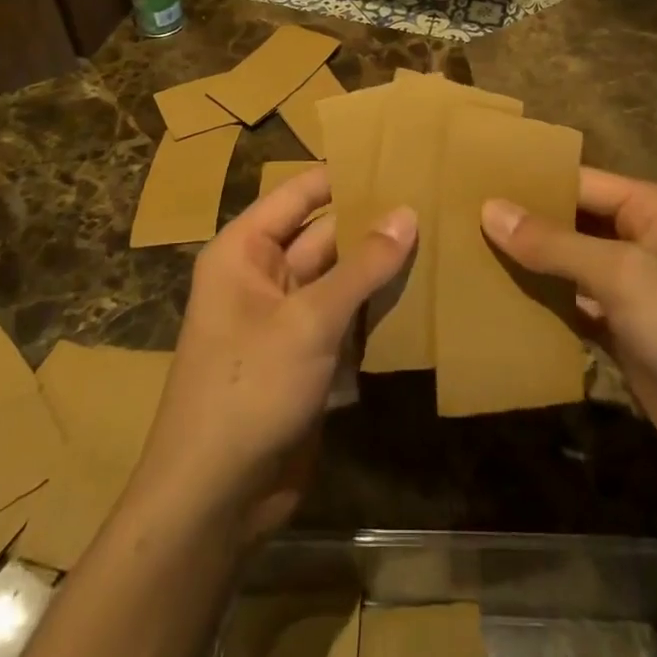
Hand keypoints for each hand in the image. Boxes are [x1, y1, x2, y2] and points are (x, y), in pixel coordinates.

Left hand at [132, 165, 414, 542]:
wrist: (216, 498)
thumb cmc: (249, 388)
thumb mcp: (309, 320)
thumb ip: (362, 266)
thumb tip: (408, 213)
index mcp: (245, 250)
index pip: (301, 193)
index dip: (347, 174)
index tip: (400, 158)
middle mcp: (263, 274)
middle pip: (326, 233)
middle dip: (373, 222)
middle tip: (434, 200)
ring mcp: (286, 317)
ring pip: (341, 276)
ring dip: (380, 266)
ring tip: (440, 238)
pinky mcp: (307, 355)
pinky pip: (346, 316)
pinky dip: (376, 307)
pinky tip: (423, 292)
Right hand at [481, 169, 656, 478]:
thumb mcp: (623, 275)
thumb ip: (554, 243)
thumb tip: (489, 209)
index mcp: (652, 208)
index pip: (580, 182)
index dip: (530, 182)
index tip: (473, 183)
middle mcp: (642, 239)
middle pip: (572, 222)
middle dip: (524, 224)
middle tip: (458, 219)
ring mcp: (633, 289)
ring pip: (569, 266)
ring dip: (529, 265)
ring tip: (466, 255)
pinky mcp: (623, 331)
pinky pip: (573, 306)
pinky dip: (543, 305)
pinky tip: (499, 302)